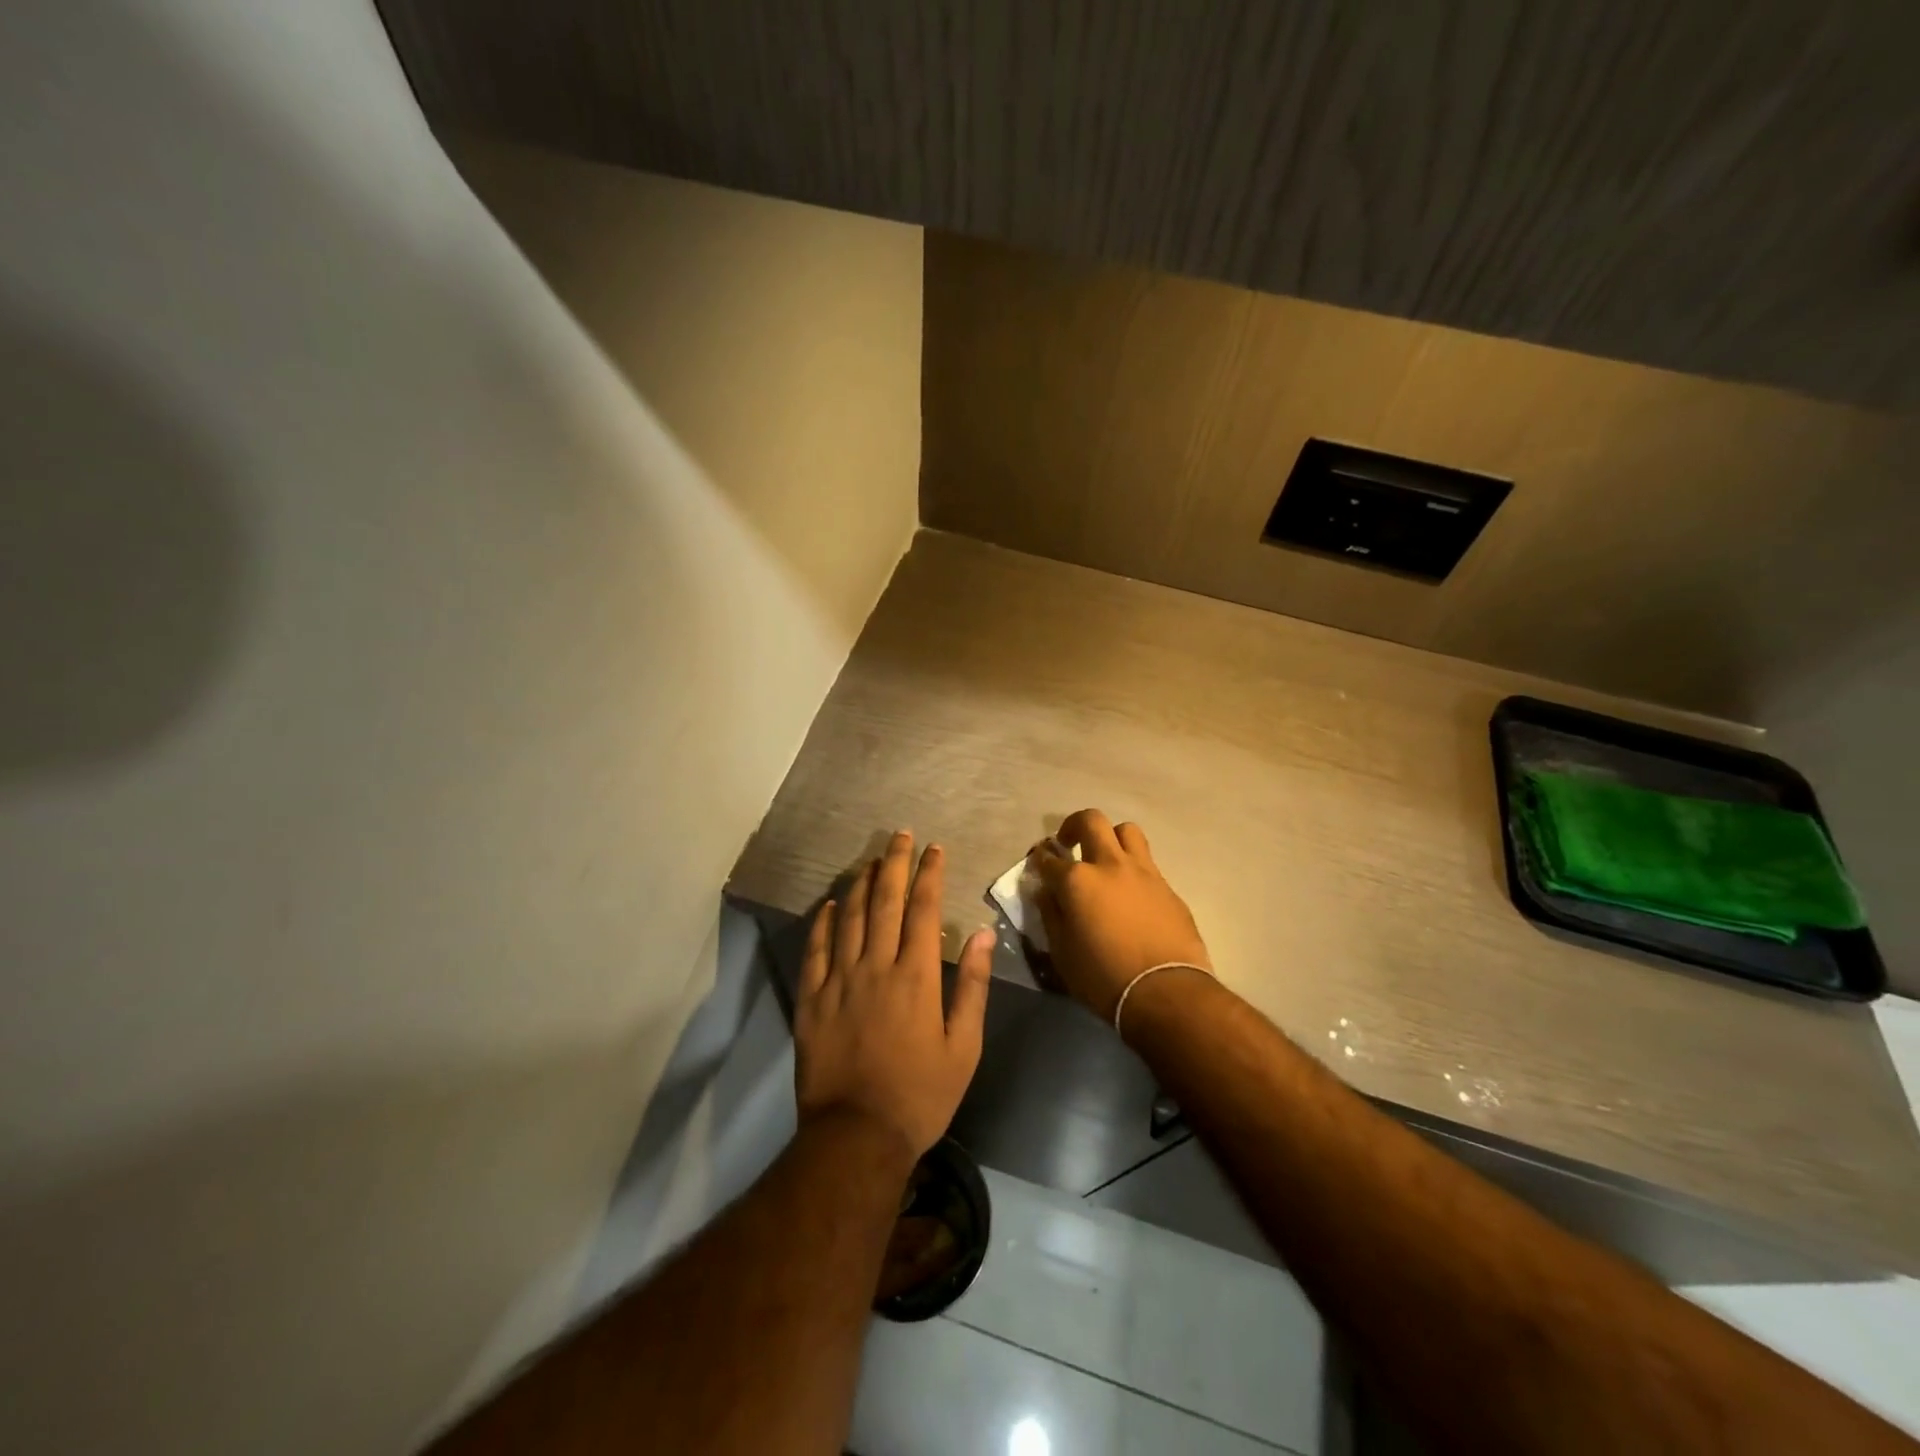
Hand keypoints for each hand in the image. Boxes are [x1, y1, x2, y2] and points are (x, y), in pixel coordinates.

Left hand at [795, 831, 993, 1162]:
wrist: (856, 1136)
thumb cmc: (920, 1094)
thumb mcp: (964, 1047)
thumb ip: (972, 987)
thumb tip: (981, 933)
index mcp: (915, 977)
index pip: (922, 910)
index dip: (928, 874)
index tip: (933, 849)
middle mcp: (875, 967)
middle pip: (884, 902)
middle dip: (894, 864)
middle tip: (900, 836)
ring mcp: (838, 981)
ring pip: (849, 918)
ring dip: (861, 884)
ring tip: (870, 859)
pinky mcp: (811, 999)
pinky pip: (815, 950)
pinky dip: (823, 922)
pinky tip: (831, 903)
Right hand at [1030, 809, 1211, 1021]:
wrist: (1166, 992)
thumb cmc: (1103, 978)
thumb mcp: (1062, 952)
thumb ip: (1051, 914)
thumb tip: (1045, 892)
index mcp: (1077, 880)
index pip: (1049, 858)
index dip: (1040, 858)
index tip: (1038, 863)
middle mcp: (1110, 865)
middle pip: (1091, 821)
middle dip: (1074, 826)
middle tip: (1069, 844)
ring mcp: (1143, 872)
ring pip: (1127, 831)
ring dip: (1111, 838)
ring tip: (1105, 859)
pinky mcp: (1168, 887)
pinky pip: (1147, 864)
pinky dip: (1133, 870)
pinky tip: (1131, 893)